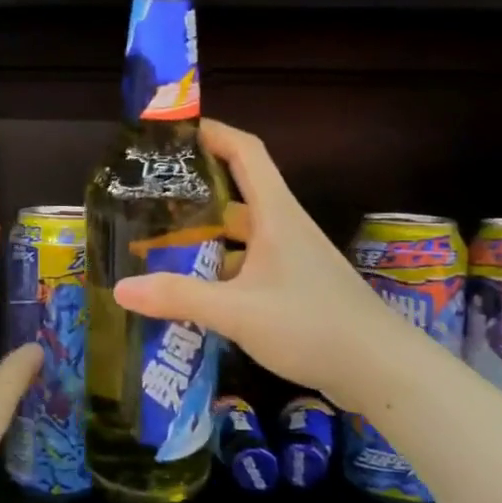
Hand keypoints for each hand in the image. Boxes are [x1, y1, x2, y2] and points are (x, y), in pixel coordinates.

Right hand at [113, 119, 380, 407]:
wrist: (382, 370)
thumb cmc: (312, 325)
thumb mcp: (238, 312)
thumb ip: (179, 297)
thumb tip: (120, 288)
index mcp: (275, 215)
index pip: (245, 152)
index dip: (213, 133)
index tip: (173, 132)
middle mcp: (283, 229)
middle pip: (236, 195)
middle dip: (193, 193)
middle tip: (148, 198)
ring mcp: (291, 260)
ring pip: (239, 236)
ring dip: (203, 238)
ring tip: (157, 246)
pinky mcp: (294, 288)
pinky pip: (247, 266)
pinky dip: (218, 272)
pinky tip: (192, 292)